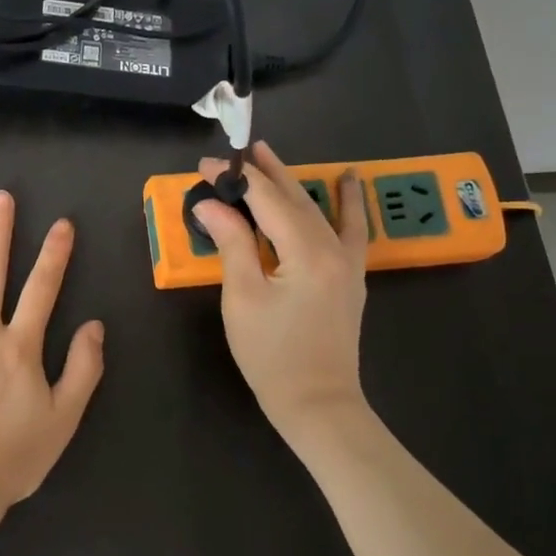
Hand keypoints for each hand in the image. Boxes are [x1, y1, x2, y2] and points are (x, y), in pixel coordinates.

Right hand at [192, 142, 369, 447]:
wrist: (318, 404)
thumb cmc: (272, 355)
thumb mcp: (243, 297)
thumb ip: (232, 243)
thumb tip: (211, 203)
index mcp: (305, 252)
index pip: (265, 200)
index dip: (235, 179)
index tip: (204, 166)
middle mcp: (332, 248)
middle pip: (294, 198)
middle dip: (264, 173)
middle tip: (237, 151)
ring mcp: (347, 262)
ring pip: (318, 209)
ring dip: (293, 182)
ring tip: (271, 157)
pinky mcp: (351, 276)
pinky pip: (351, 229)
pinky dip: (348, 203)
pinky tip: (348, 181)